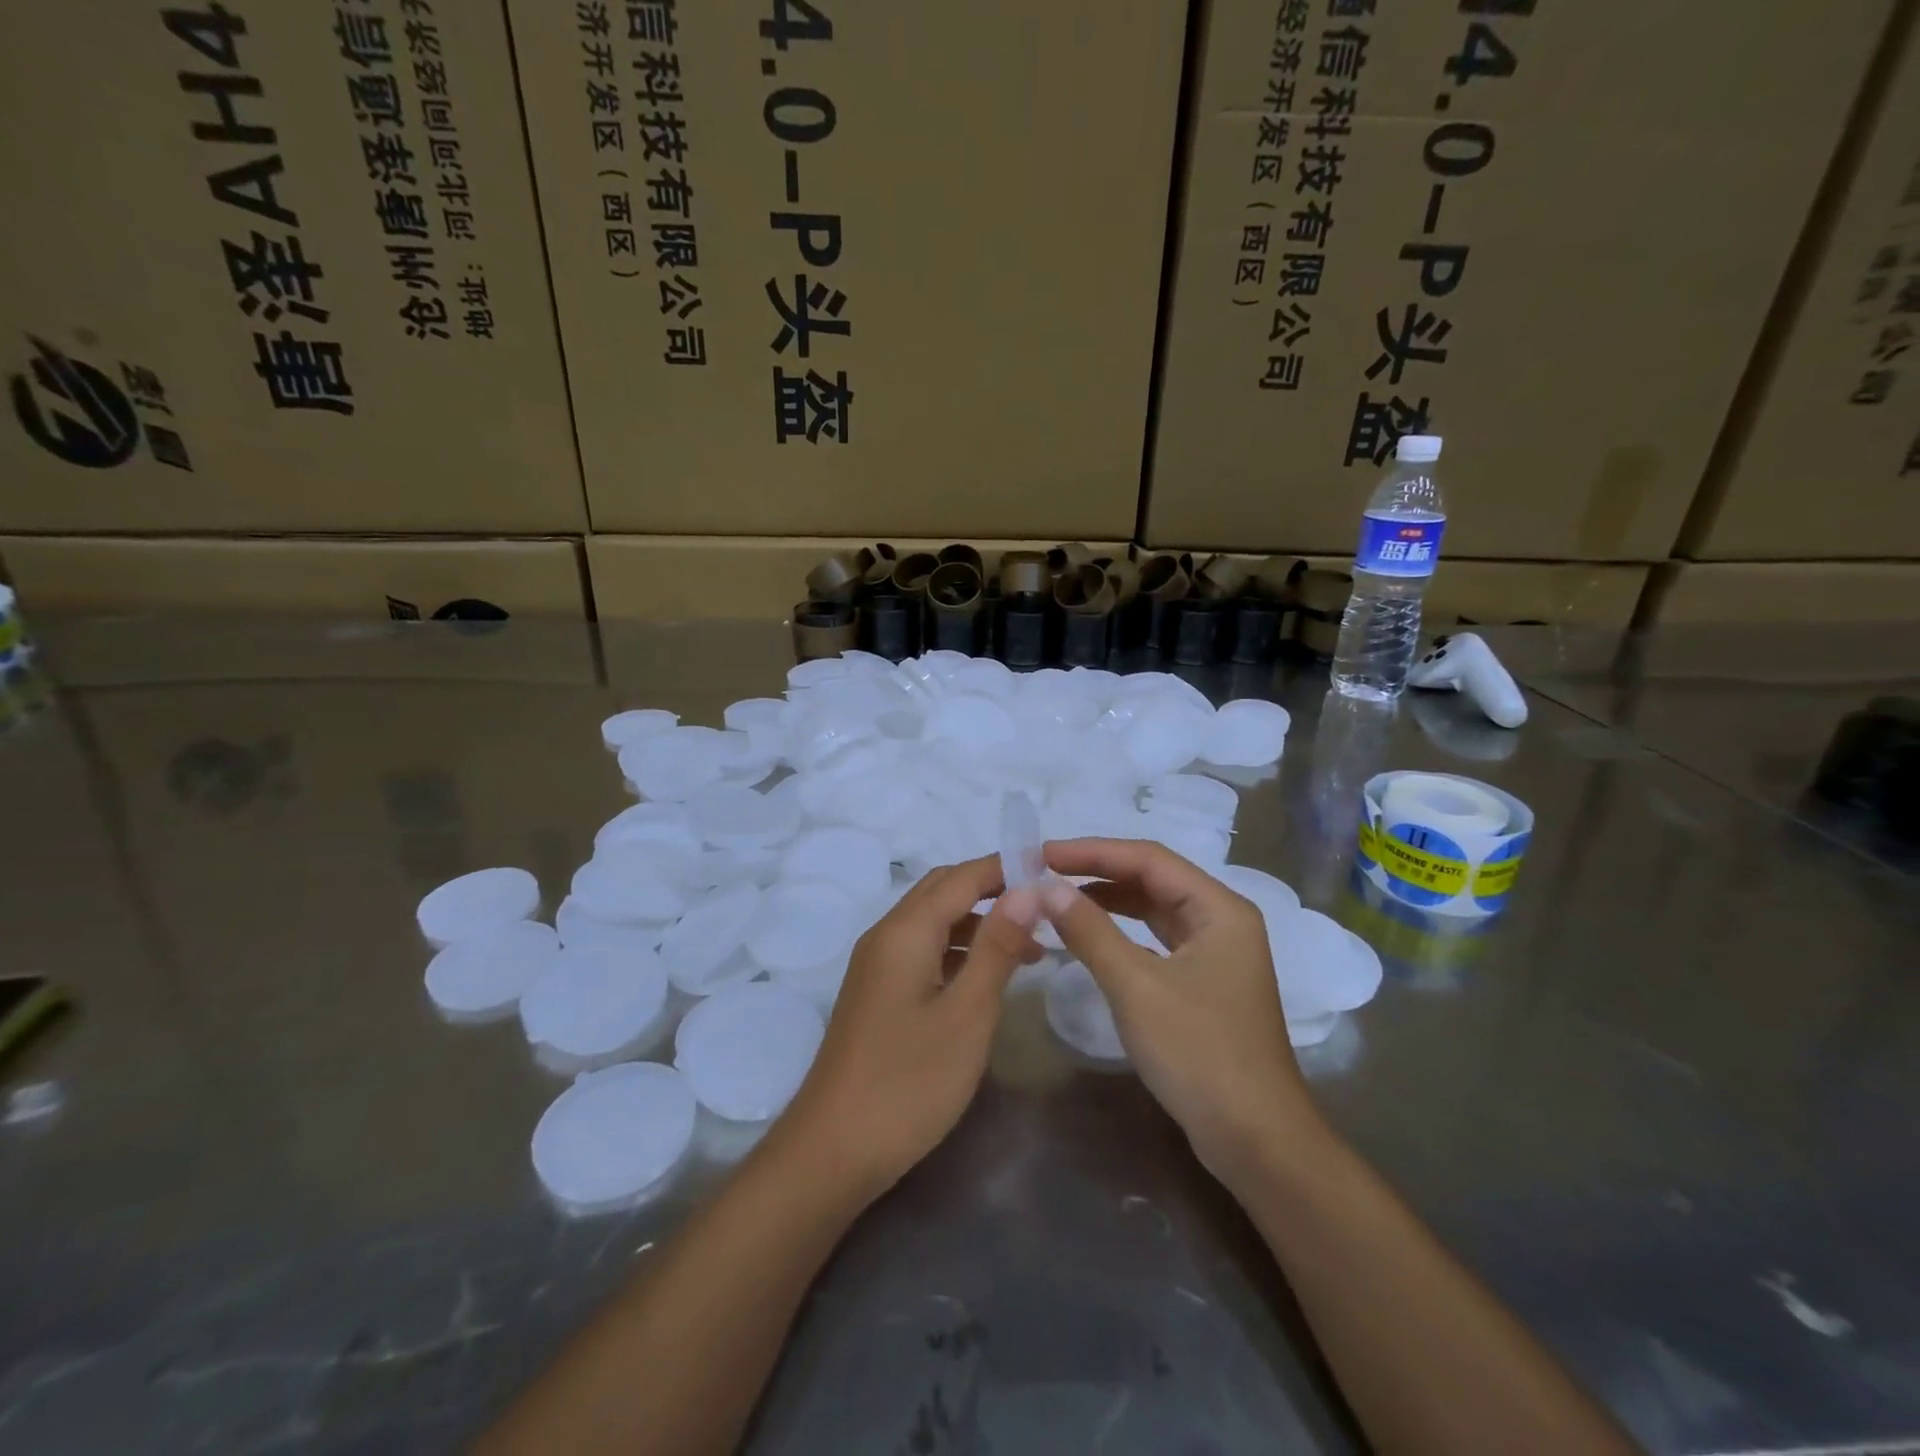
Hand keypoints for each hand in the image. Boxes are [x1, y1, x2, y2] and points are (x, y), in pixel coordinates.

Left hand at [780, 857, 1041, 1199]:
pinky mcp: (876, 993)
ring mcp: (876, 965)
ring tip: (1030, 948)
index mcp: (905, 931)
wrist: (832, 1151)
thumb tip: (1027, 889)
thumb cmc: (908, 1082)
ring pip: (932, 921)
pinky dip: (958, 949)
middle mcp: (885, 936)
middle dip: (992, 889)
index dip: (1006, 867)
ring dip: (978, 922)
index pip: (962, 876)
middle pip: (942, 890)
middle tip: (1044, 906)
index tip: (1053, 870)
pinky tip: (986, 977)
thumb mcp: (967, 1014)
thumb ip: (997, 947)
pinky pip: (922, 950)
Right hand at [1041, 839, 1326, 1183]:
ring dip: (1107, 901)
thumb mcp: (1137, 987)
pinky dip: (1120, 932)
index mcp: (1219, 908)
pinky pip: (1155, 940)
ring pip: (1153, 909)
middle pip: (1152, 879)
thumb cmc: (1200, 1053)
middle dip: (1098, 873)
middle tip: (1044, 873)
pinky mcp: (1203, 982)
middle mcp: (1221, 920)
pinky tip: (1089, 935)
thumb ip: (1090, 931)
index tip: (1042, 853)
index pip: (1148, 858)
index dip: (1092, 851)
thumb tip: (1046, 888)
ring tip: (1057, 898)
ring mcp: (1214, 953)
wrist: (1255, 1141)